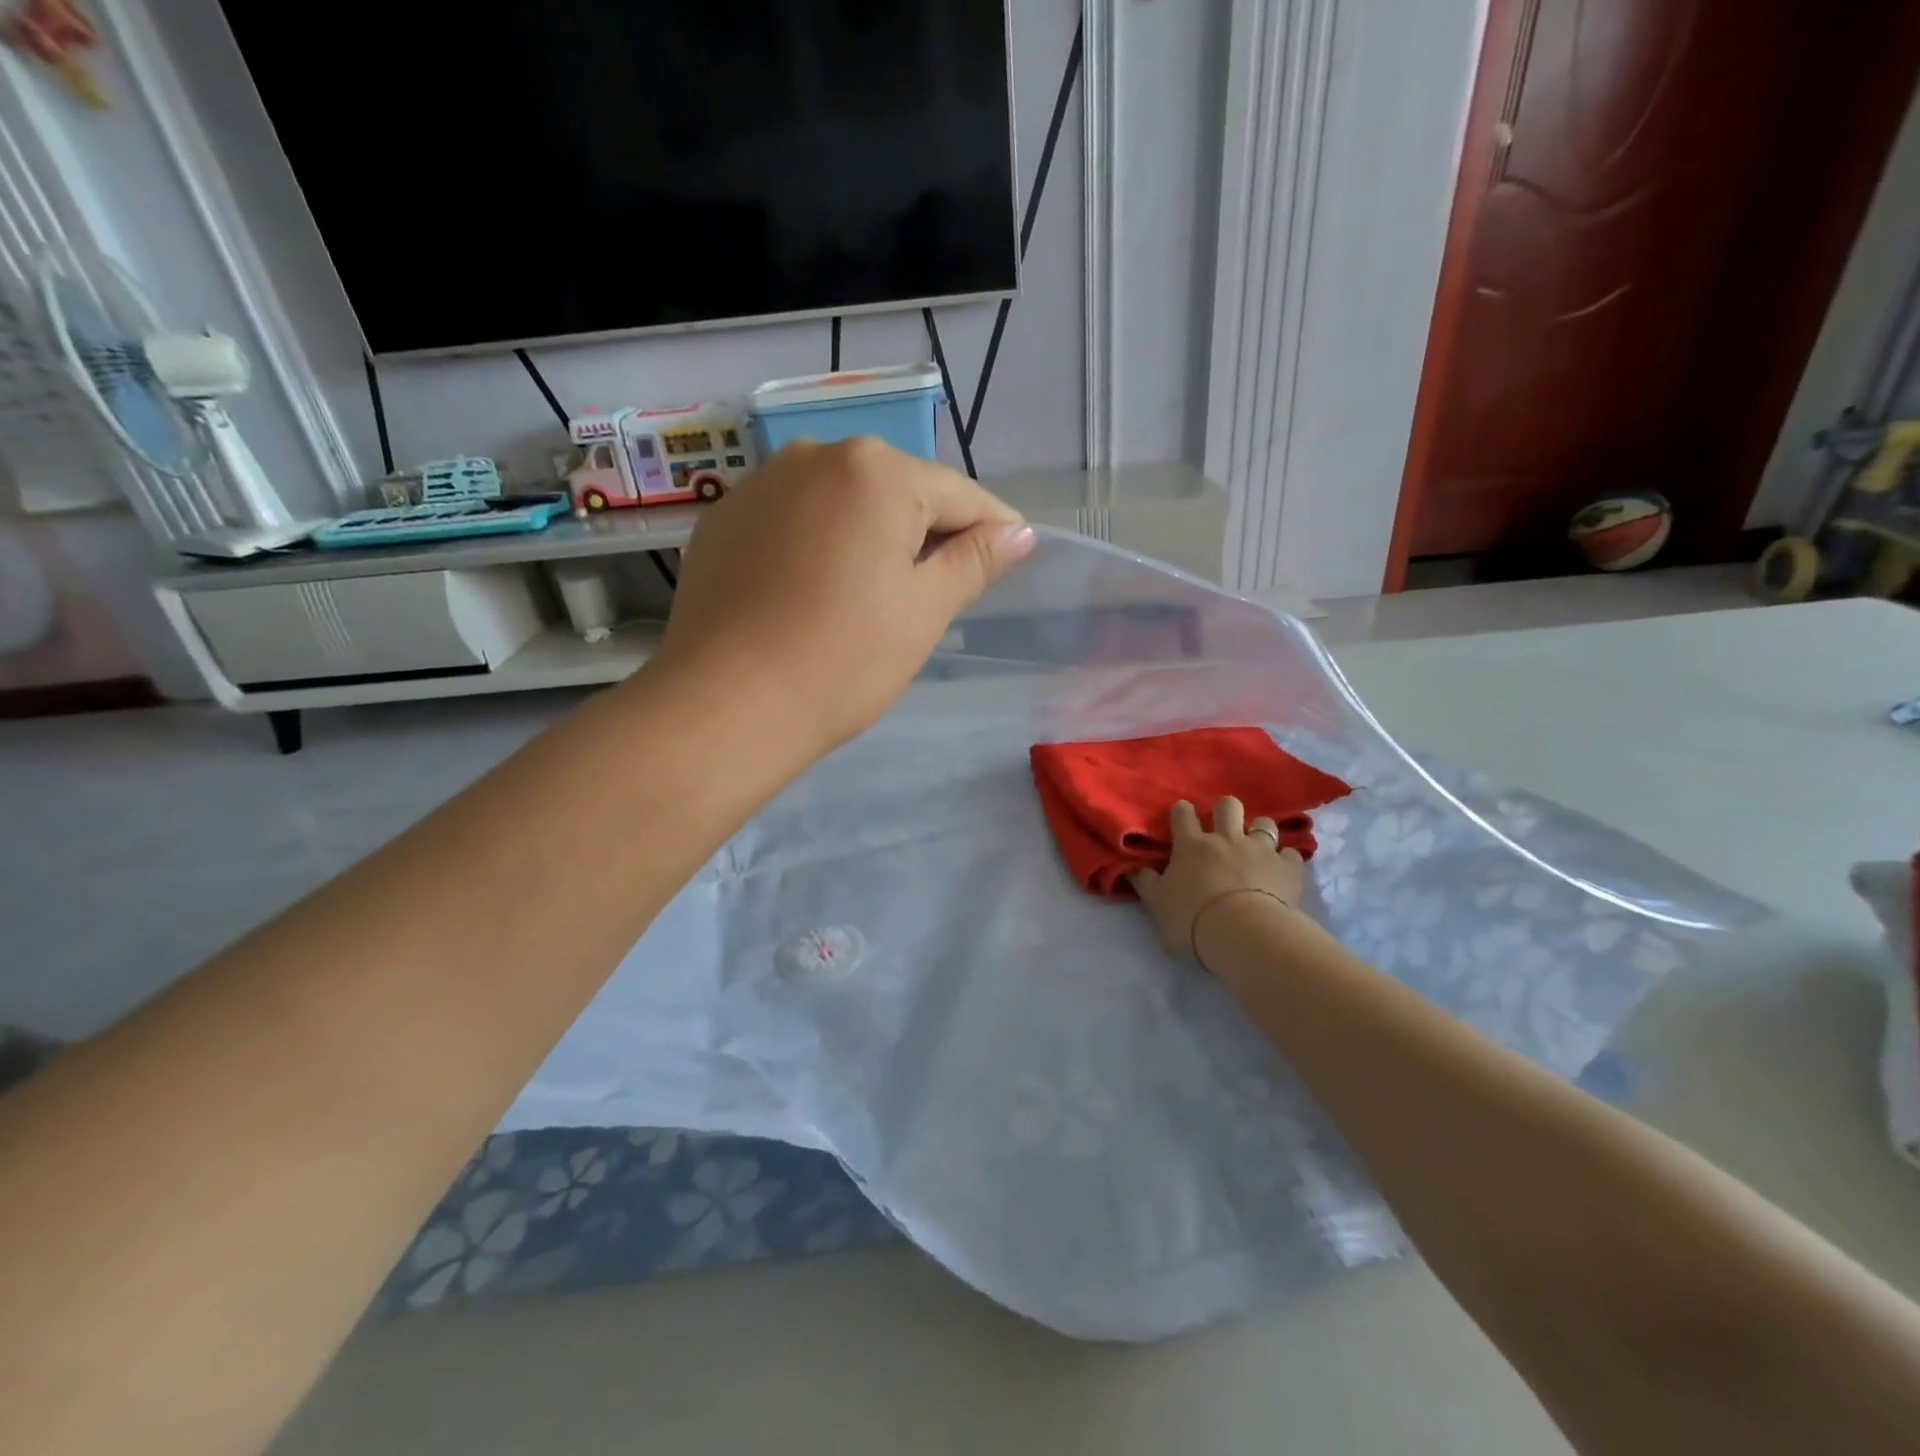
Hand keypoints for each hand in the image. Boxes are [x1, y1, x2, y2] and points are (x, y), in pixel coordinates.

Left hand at [656, 437, 1035, 752]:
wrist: (726, 705)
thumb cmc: (844, 659)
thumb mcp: (924, 610)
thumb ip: (976, 560)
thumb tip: (1019, 531)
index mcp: (876, 471)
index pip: (958, 495)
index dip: (992, 530)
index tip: (1009, 561)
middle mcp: (815, 455)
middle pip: (898, 492)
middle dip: (926, 534)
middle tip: (935, 594)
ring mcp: (761, 484)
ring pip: (843, 504)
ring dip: (870, 537)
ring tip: (872, 597)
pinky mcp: (725, 519)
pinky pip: (794, 520)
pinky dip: (818, 545)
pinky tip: (814, 593)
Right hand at [1130, 796, 1305, 958]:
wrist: (1242, 934)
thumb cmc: (1192, 919)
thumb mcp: (1157, 904)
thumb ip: (1145, 883)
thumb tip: (1132, 866)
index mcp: (1191, 845)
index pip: (1182, 813)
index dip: (1182, 813)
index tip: (1181, 820)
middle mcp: (1226, 838)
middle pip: (1228, 806)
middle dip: (1226, 811)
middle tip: (1224, 829)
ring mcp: (1260, 849)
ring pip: (1264, 824)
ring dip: (1260, 832)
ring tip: (1257, 848)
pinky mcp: (1288, 867)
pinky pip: (1291, 853)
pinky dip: (1285, 860)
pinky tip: (1283, 871)